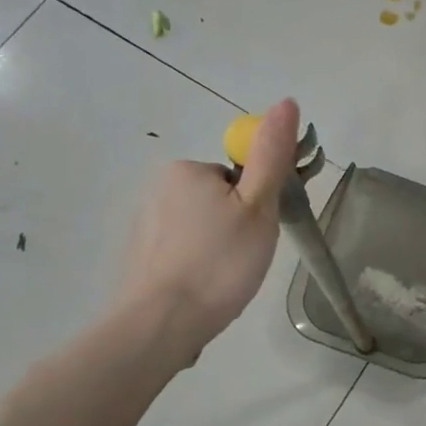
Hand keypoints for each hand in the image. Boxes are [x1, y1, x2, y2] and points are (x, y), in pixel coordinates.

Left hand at [115, 98, 299, 354]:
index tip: (257, 234)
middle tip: (245, 258)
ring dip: (217, 246)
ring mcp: (144, 223)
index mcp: (187, 170)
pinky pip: (181, 249)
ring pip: (201, 226)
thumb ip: (271, 155)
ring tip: (224, 278)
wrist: (162, 323)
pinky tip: (202, 287)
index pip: (237, 176)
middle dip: (237, 224)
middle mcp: (159, 188)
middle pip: (219, 199)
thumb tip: (286, 102)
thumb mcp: (258, 206)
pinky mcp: (139, 255)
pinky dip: (196, 263)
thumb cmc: (219, 262)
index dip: (256, 204)